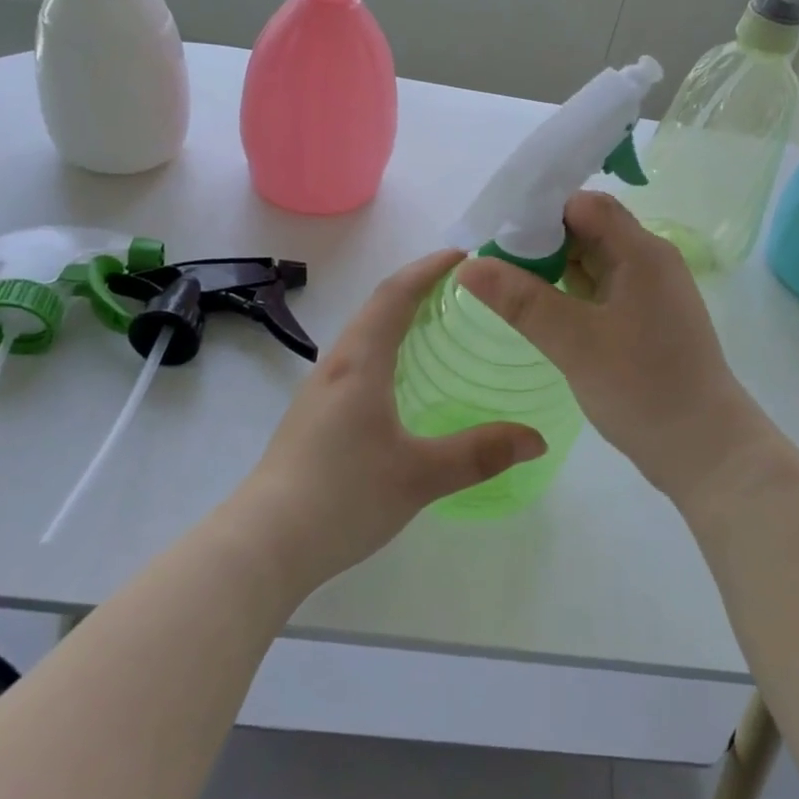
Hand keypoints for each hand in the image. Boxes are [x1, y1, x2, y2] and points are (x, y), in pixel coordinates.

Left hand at [235, 250, 545, 593]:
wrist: (263, 544)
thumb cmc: (342, 497)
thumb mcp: (420, 476)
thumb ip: (480, 454)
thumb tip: (535, 439)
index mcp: (360, 364)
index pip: (395, 295)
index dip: (428, 269)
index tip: (463, 255)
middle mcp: (336, 366)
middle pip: (377, 308)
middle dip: (418, 288)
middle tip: (463, 290)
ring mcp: (319, 392)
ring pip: (364, 336)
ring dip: (399, 318)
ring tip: (439, 327)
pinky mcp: (313, 417)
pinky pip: (356, 363)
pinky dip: (387, 350)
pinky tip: (404, 381)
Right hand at [457, 192, 772, 507]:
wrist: (705, 449)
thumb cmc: (643, 390)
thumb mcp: (575, 343)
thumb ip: (522, 300)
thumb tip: (468, 265)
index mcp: (641, 253)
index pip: (584, 205)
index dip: (539, 210)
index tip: (497, 232)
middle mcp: (649, 260)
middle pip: (588, 227)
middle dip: (540, 239)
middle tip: (491, 260)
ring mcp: (650, 289)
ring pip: (593, 258)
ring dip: (553, 265)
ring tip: (504, 281)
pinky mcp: (645, 316)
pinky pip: (601, 286)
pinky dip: (570, 289)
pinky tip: (539, 306)